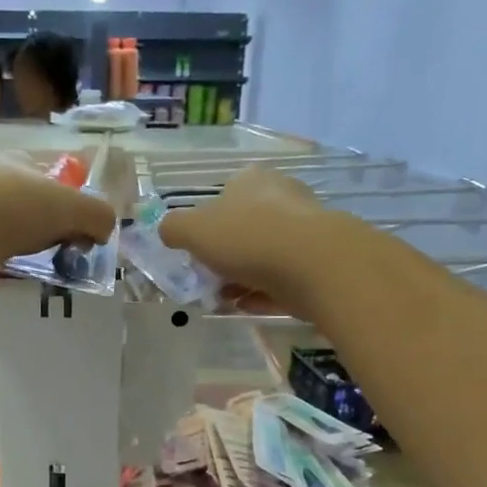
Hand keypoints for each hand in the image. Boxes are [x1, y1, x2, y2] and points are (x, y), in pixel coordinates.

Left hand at [0, 153, 116, 287]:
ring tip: (10, 263)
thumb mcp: (69, 209)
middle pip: (13, 196)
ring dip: (0, 238)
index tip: (68, 231)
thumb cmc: (11, 209)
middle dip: (29, 221)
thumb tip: (105, 229)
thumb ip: (96, 216)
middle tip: (43, 251)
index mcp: (12, 158)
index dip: (60, 200)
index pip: (42, 174)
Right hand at [158, 167, 350, 317]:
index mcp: (251, 180)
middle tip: (210, 280)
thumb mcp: (193, 230)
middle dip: (225, 256)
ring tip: (227, 299)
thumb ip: (173, 228)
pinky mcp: (319, 260)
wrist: (313, 265)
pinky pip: (282, 277)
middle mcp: (281, 196)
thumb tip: (167, 230)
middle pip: (244, 227)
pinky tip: (249, 306)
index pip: (222, 196)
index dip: (205, 226)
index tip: (197, 253)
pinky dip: (264, 292)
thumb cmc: (247, 238)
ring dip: (243, 277)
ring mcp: (304, 228)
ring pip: (264, 254)